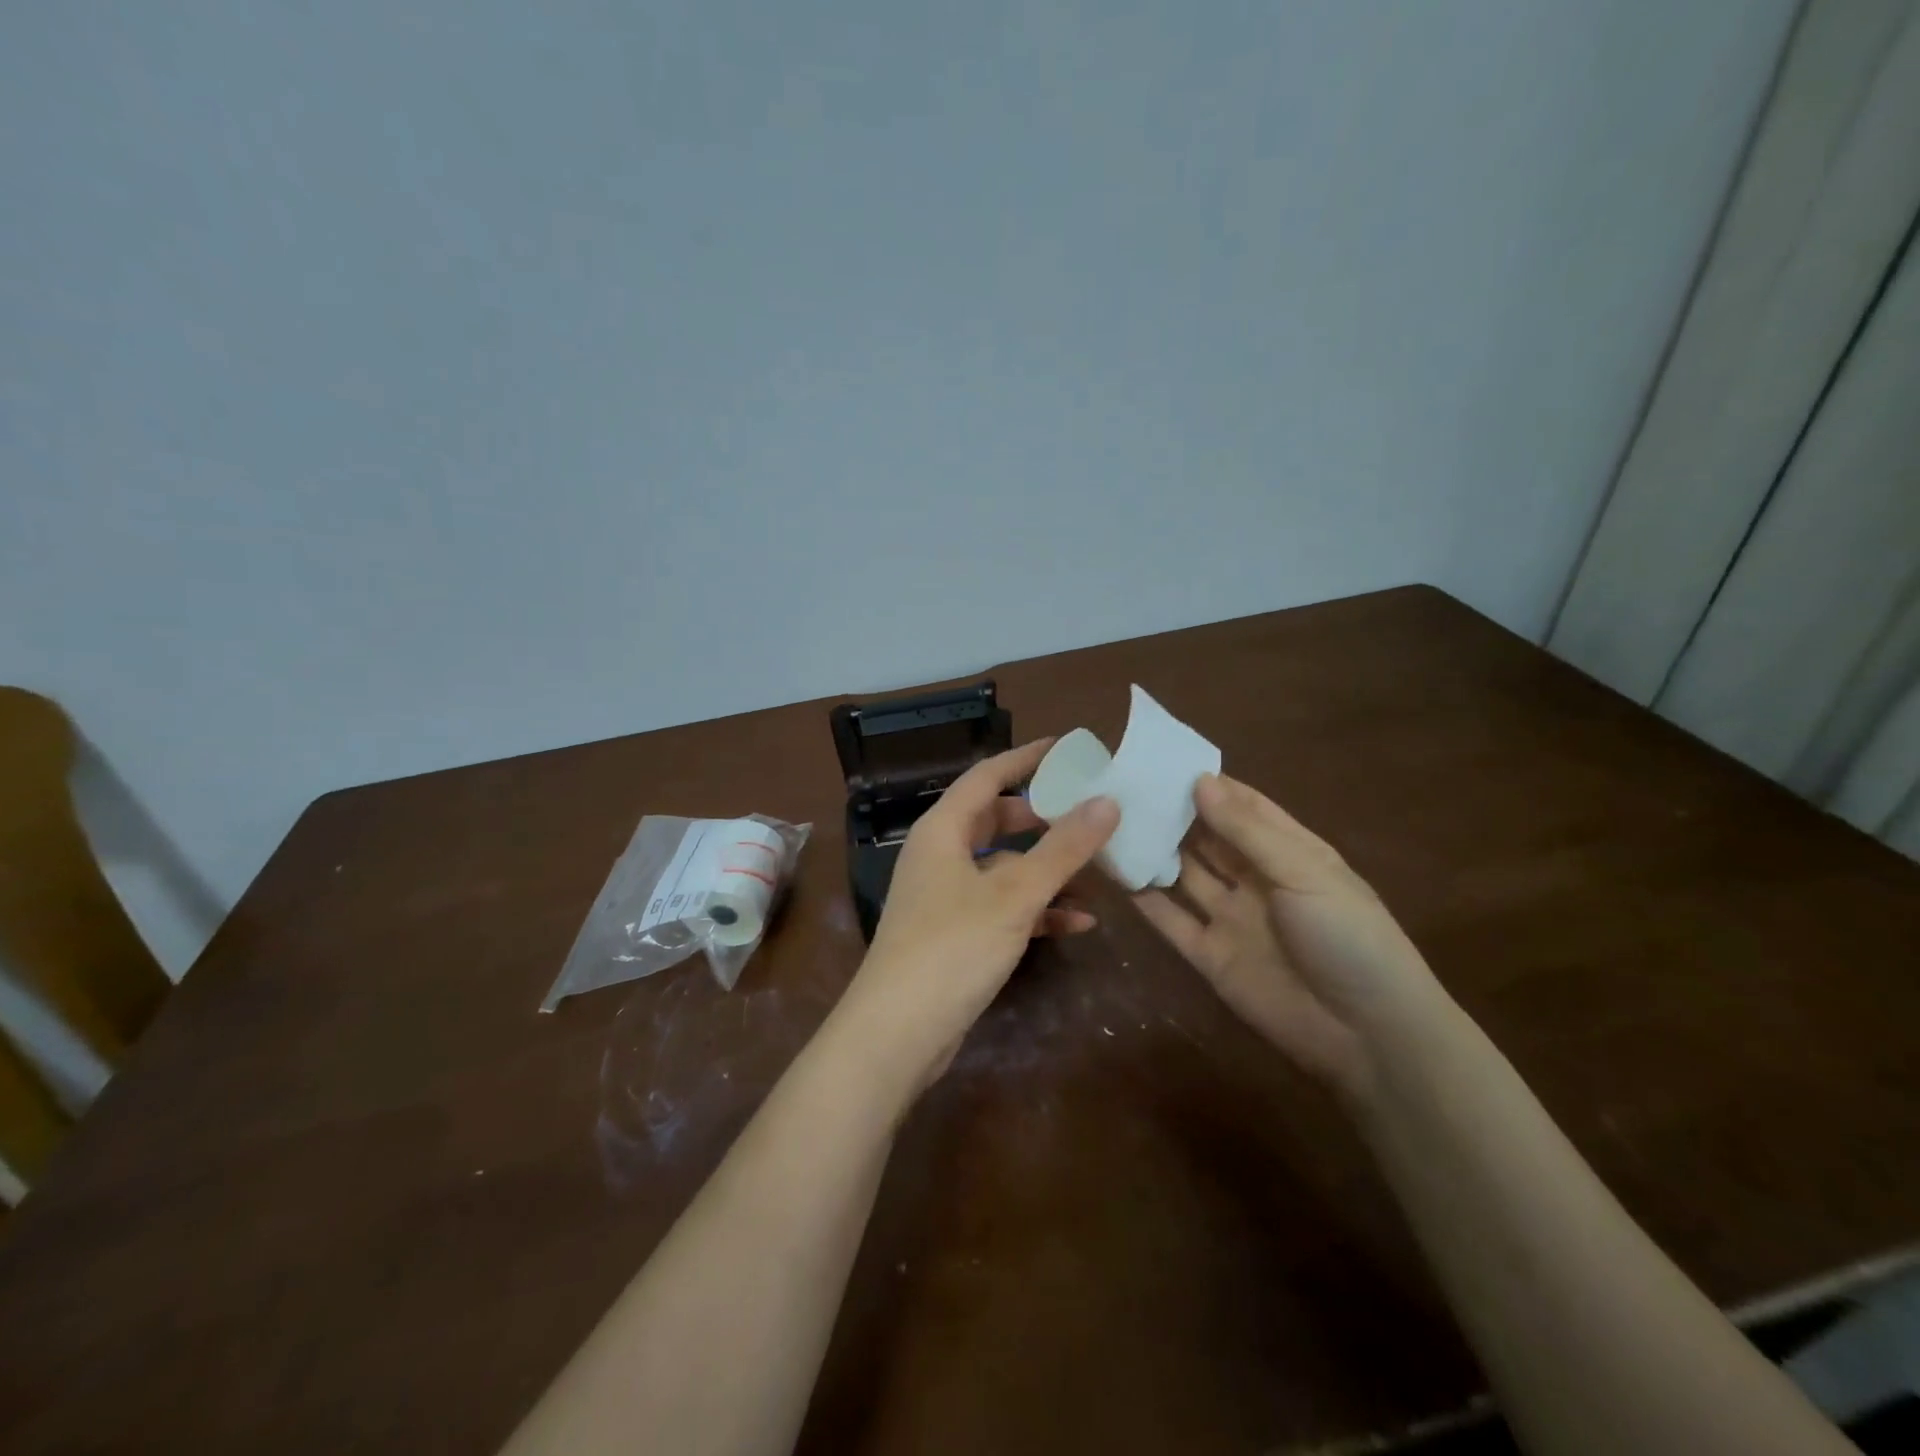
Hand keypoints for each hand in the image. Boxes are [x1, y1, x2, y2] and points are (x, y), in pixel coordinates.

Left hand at [836, 739, 1120, 1098]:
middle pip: (996, 819)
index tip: (1068, 748)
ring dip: (1046, 868)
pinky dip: (1036, 909)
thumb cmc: (952, 947)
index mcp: (943, 829)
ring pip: (1003, 866)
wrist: (897, 1033)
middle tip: (1088, 810)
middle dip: (1042, 816)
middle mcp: (941, 854)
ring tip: (1097, 869)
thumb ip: (1063, 848)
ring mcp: (946, 895)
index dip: (1027, 758)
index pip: (988, 776)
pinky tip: (1078, 922)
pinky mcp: (956, 933)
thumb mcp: (1014, 894)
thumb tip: (1107, 801)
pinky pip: (1001, 906)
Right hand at [1134, 773, 1443, 1095]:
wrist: (1367, 1036)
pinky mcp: (1210, 956)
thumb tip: (1199, 781)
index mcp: (1289, 851)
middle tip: (1125, 786)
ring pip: (1184, 874)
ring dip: (1155, 850)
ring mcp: (1231, 917)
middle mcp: (1256, 879)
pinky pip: (1171, 920)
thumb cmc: (1348, 937)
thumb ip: (1248, 831)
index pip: (1244, 806)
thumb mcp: (1304, 872)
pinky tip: (1116, 872)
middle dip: (1174, 813)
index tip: (1162, 761)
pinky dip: (1145, 898)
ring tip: (1110, 821)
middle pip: (1208, 838)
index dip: (1209, 784)